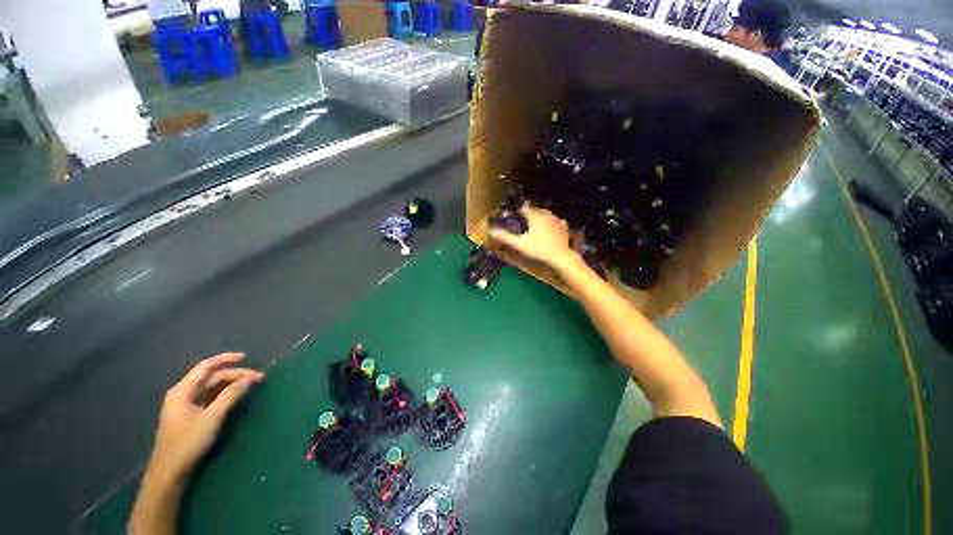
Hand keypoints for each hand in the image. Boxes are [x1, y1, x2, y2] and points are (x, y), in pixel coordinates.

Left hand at [145, 352, 263, 485]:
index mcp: (182, 391)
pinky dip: (224, 393)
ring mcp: (185, 405)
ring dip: (231, 384)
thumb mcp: (212, 418)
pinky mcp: (189, 415)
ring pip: (211, 387)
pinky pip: (209, 397)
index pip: (206, 366)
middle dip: (234, 375)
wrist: (170, 472)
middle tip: (257, 378)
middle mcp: (182, 394)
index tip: (247, 357)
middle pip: (211, 377)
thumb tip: (249, 378)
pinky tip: (235, 396)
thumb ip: (230, 395)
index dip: (226, 359)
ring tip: (250, 385)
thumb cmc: (188, 442)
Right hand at [488, 205, 576, 268]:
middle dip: (530, 214)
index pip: (525, 209)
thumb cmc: (538, 249)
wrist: (560, 257)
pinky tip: (550, 228)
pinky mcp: (564, 228)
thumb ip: (505, 237)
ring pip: (547, 215)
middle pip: (536, 210)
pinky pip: (556, 221)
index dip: (519, 213)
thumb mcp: (519, 244)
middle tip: (524, 222)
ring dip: (541, 217)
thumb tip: (491, 231)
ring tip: (536, 225)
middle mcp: (546, 215)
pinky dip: (552, 223)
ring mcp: (556, 220)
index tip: (515, 218)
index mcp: (535, 216)